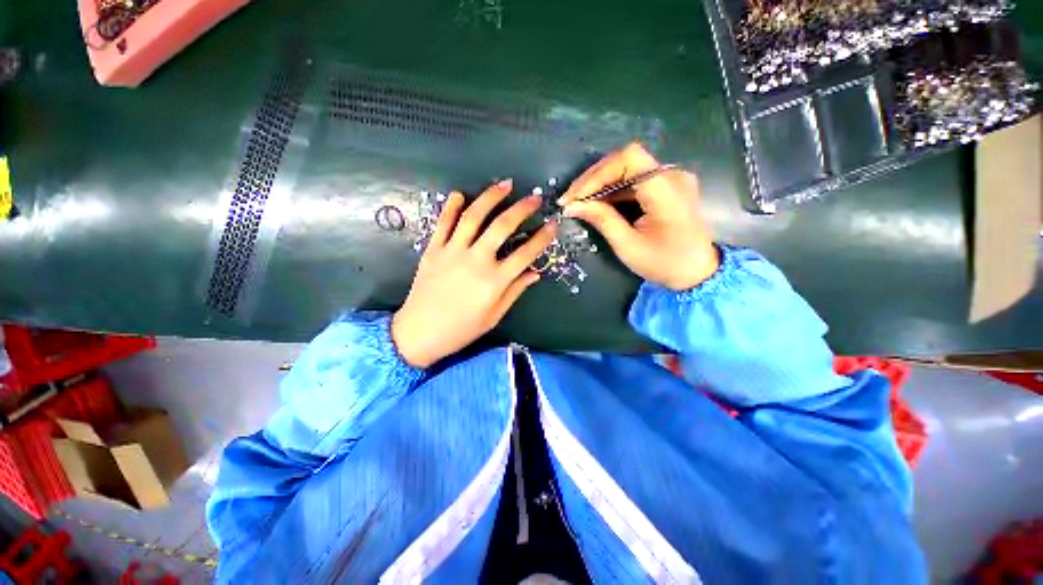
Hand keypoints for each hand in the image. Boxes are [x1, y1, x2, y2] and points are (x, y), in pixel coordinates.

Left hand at [392, 180, 556, 367]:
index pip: (525, 253)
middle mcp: (476, 261)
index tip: (552, 225)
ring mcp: (452, 252)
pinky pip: (443, 223)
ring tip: (504, 185)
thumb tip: (535, 273)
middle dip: (521, 209)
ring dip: (490, 198)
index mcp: (494, 281)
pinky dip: (451, 206)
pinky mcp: (433, 250)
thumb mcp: (494, 315)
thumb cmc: (461, 329)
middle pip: (502, 227)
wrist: (420, 333)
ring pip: (473, 217)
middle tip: (533, 198)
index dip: (542, 238)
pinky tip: (460, 194)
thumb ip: (515, 291)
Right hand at [558, 143, 718, 290]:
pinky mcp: (666, 186)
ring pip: (627, 168)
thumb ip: (602, 220)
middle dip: (593, 179)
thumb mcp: (628, 246)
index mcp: (666, 190)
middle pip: (625, 160)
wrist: (697, 272)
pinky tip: (597, 203)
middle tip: (570, 200)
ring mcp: (671, 178)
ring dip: (599, 184)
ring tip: (578, 202)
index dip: (597, 174)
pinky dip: (612, 190)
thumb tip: (573, 206)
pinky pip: (634, 179)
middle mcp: (672, 175)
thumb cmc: (664, 263)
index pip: (629, 159)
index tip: (575, 197)